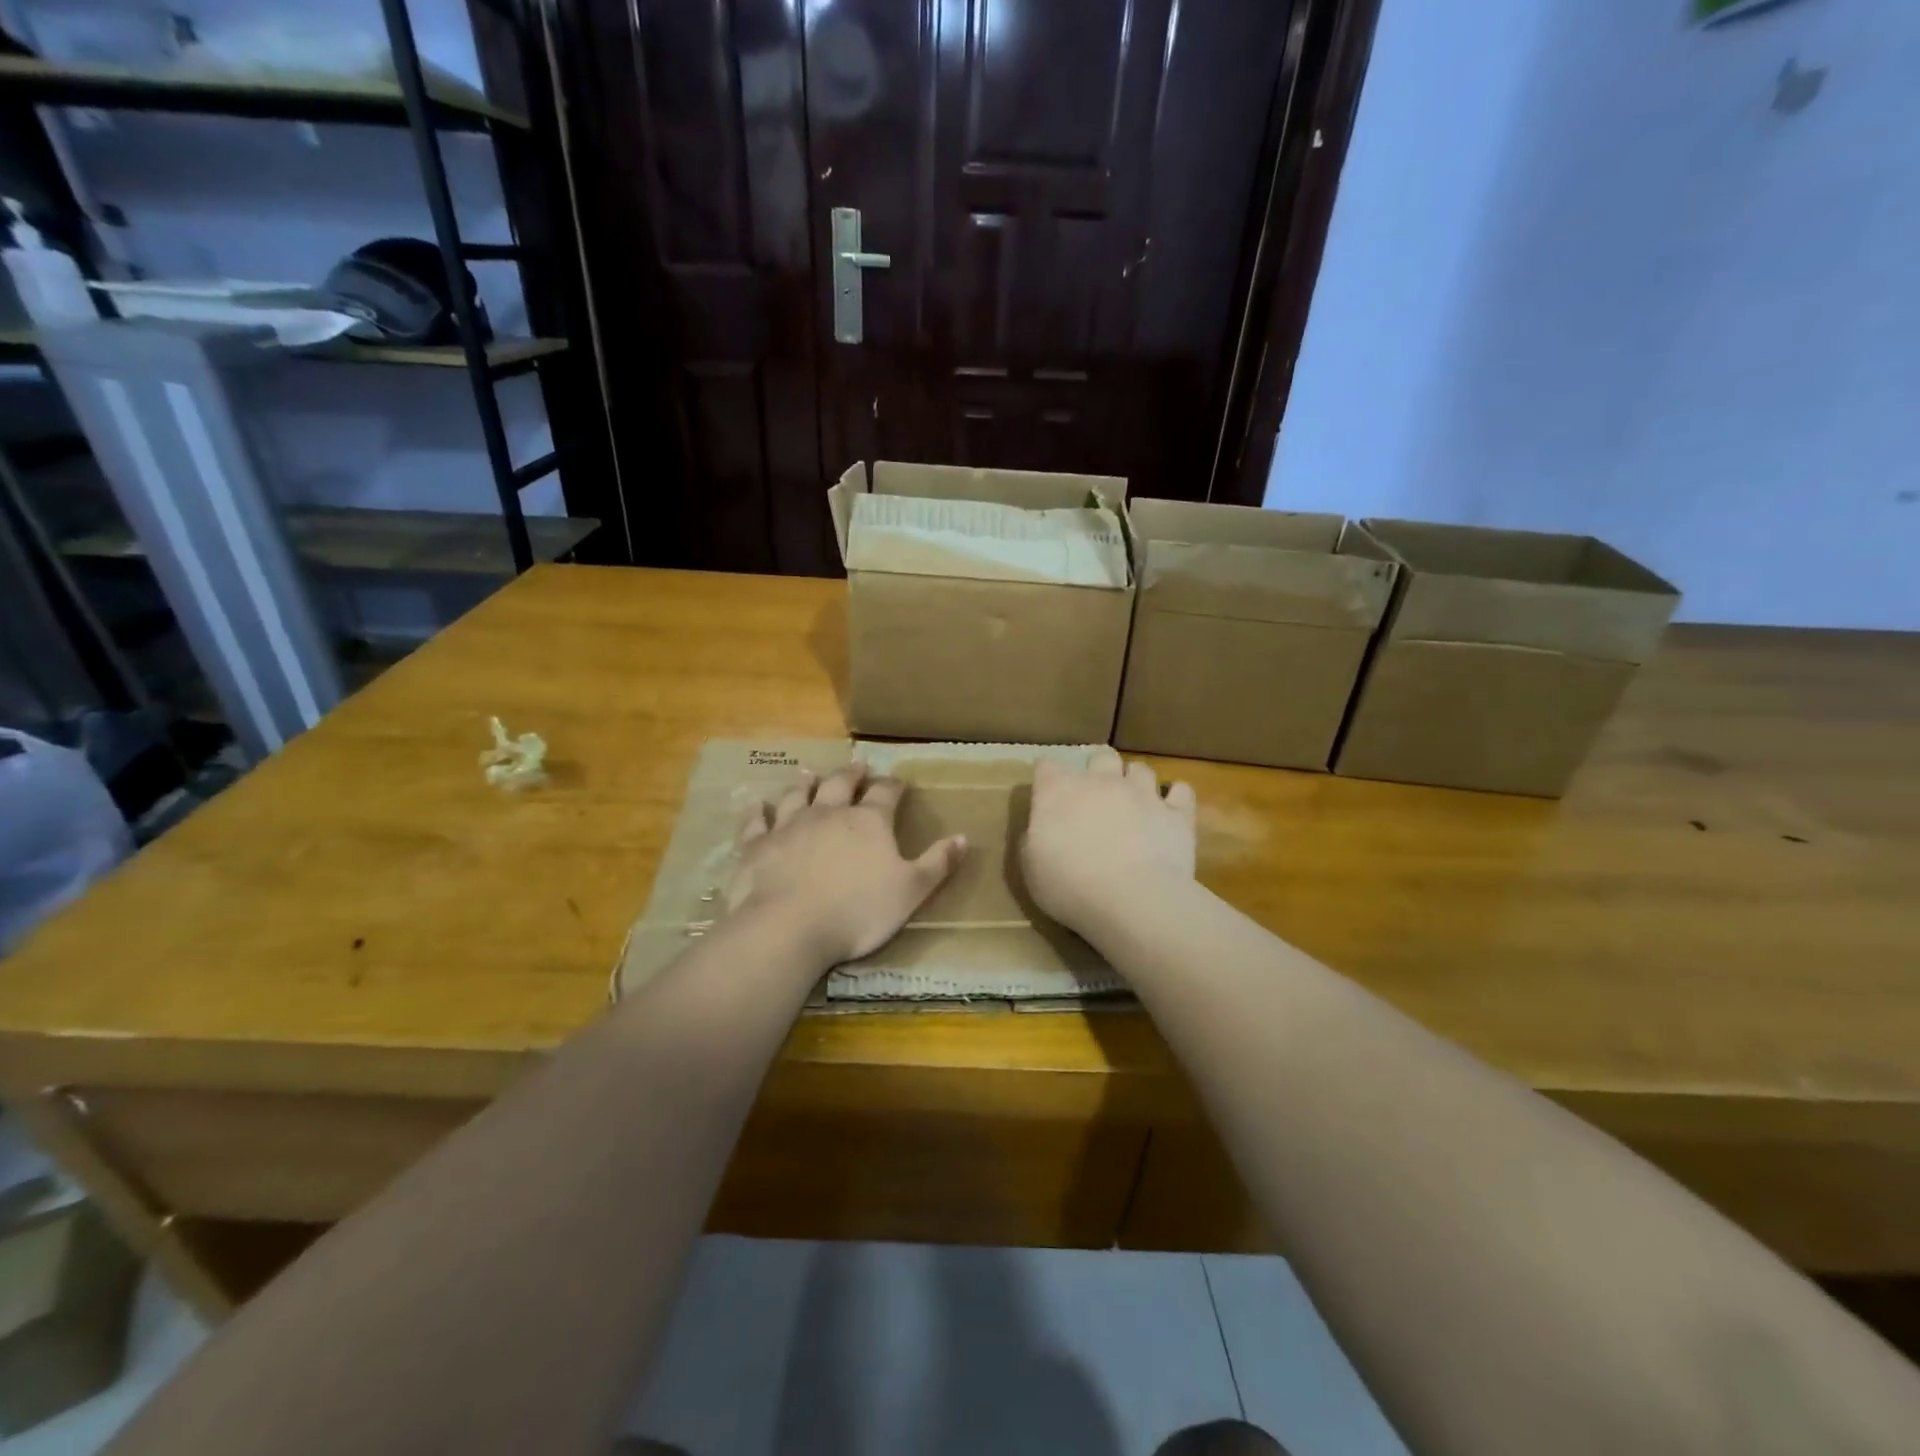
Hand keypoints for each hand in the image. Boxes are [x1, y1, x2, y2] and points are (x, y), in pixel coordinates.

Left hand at [725, 763, 966, 966]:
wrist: (788, 927)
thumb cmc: (858, 911)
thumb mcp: (911, 891)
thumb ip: (937, 863)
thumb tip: (963, 836)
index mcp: (869, 822)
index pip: (886, 794)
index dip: (894, 785)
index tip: (898, 781)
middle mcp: (829, 813)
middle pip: (841, 784)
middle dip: (852, 774)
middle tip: (858, 767)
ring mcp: (790, 826)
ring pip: (798, 795)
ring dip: (806, 783)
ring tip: (809, 773)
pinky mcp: (757, 845)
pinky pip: (755, 822)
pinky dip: (756, 811)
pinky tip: (755, 802)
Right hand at [1022, 749, 1195, 936]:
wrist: (1132, 901)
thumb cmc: (1070, 885)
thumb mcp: (1031, 868)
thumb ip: (1034, 838)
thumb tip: (1041, 828)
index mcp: (1059, 791)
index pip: (1047, 767)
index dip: (1046, 778)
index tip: (1046, 793)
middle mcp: (1101, 781)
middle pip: (1100, 756)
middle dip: (1097, 769)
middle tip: (1095, 794)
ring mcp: (1143, 794)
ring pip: (1140, 769)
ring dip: (1134, 781)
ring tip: (1134, 801)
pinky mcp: (1177, 814)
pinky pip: (1181, 791)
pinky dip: (1175, 797)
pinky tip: (1170, 810)